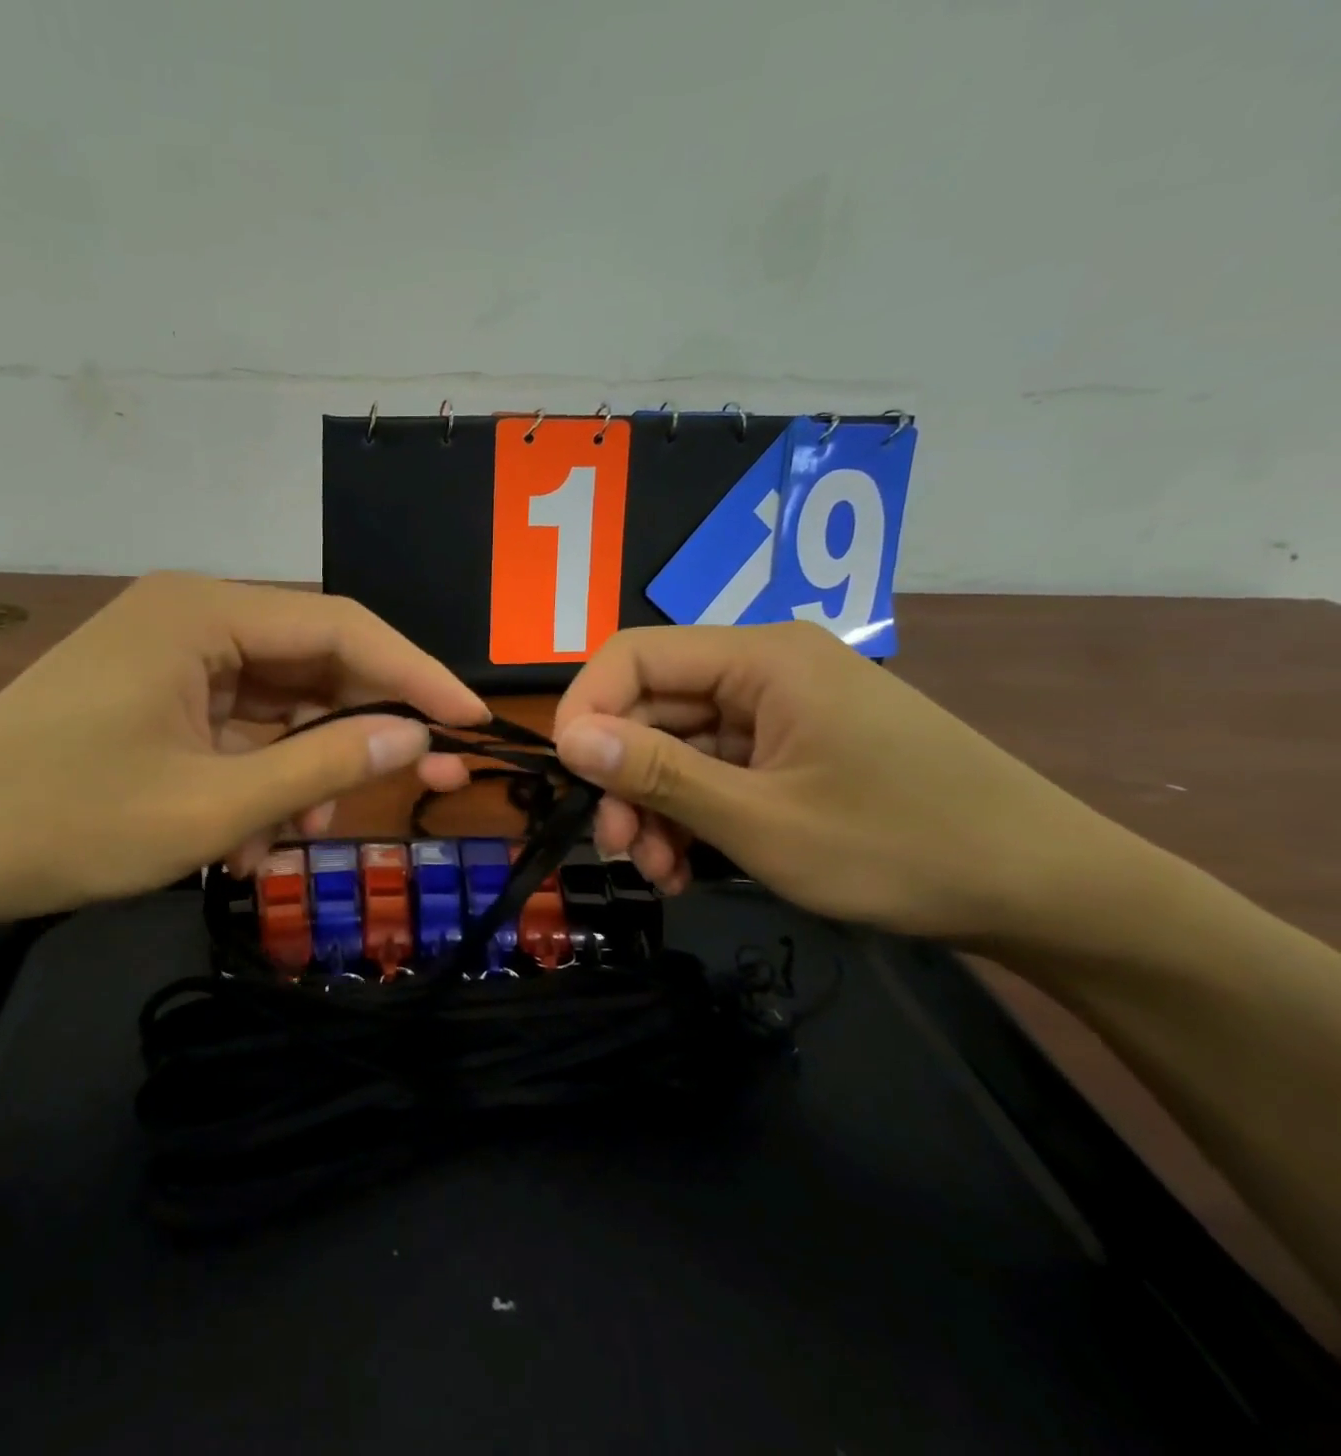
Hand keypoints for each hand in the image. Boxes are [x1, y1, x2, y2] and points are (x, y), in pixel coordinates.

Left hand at [0, 574, 486, 928]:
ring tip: (291, 839)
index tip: (472, 722)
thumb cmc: (64, 823)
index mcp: (203, 613)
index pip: (342, 628)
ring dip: (299, 771)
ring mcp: (169, 659)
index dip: (415, 675)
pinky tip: (244, 839)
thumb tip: (415, 736)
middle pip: (312, 664)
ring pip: (275, 706)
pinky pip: (234, 729)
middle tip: (424, 783)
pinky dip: (254, 779)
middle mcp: (191, 617)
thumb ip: (321, 763)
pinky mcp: (153, 698)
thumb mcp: (210, 805)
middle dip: (360, 732)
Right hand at [551, 621, 1122, 943]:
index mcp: (761, 659)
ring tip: (659, 873)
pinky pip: (716, 770)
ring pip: (679, 746)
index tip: (568, 779)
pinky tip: (687, 867)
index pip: (632, 655)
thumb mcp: (760, 820)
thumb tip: (567, 738)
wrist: (1046, 892)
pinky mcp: (794, 749)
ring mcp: (782, 712)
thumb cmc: (901, 847)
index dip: (585, 709)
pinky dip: (691, 815)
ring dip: (655, 807)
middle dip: (624, 778)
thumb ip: (657, 773)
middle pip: (653, 706)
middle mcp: (765, 670)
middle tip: (620, 850)